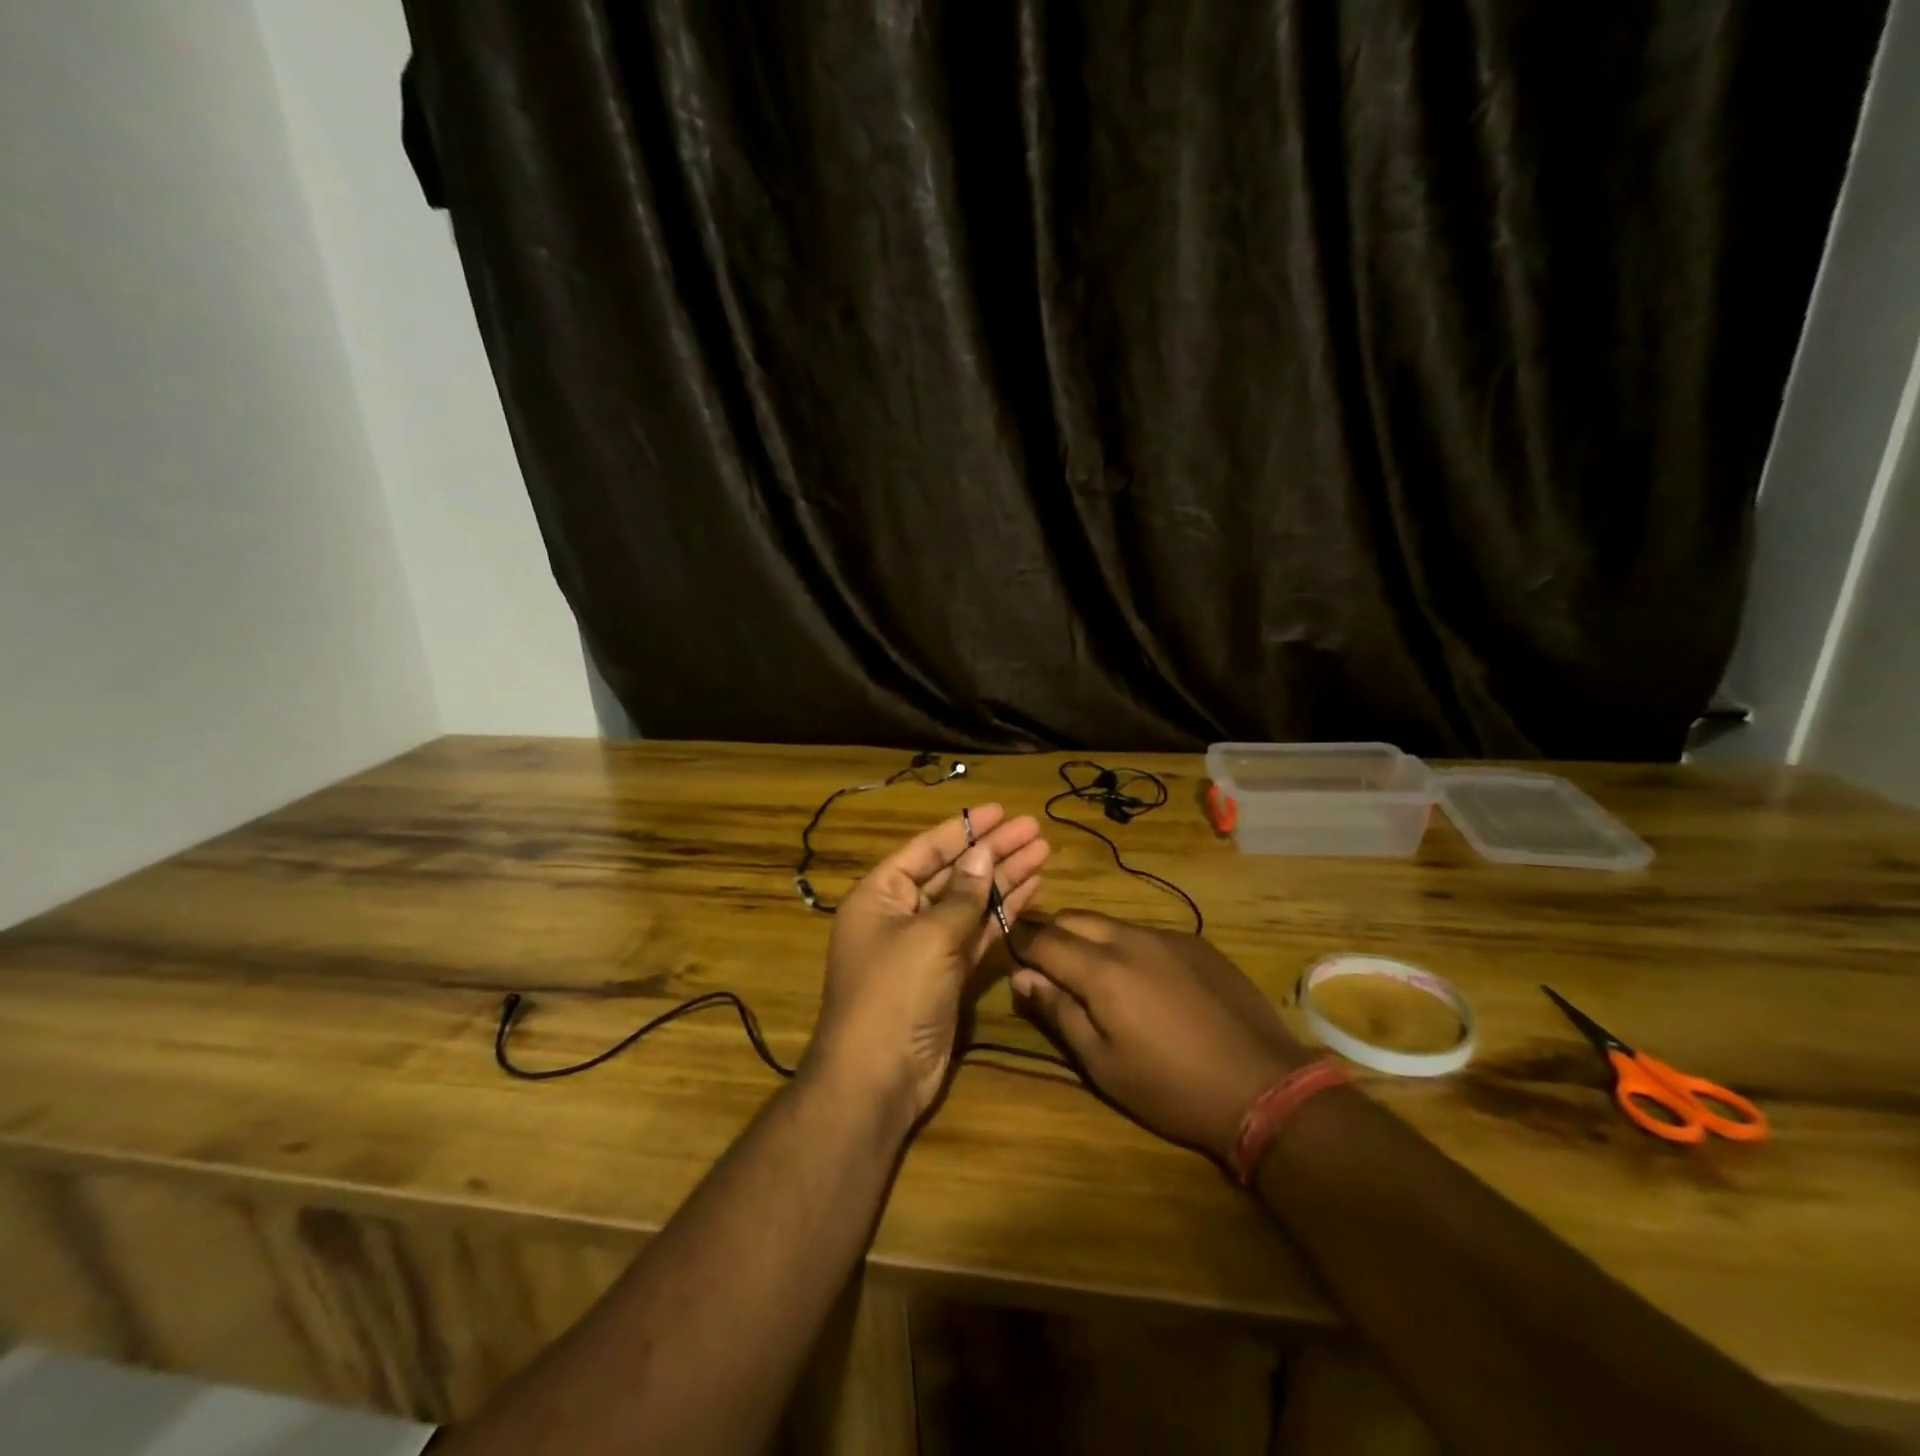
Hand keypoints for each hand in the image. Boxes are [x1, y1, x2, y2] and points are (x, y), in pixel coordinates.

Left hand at [808, 805, 1048, 1121]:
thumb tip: (983, 854)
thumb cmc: (894, 993)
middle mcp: (901, 914)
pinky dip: (1002, 914)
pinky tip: (1031, 891)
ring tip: (1043, 853)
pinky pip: (978, 934)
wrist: (878, 1078)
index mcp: (880, 895)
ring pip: (971, 902)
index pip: (927, 850)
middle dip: (993, 851)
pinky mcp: (948, 974)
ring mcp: (926, 946)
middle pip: (954, 873)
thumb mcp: (929, 936)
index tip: (1000, 810)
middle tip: (1034, 830)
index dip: (965, 828)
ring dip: (1004, 879)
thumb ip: (962, 896)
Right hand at [1012, 911, 1310, 1162]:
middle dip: (1052, 936)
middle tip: (1050, 970)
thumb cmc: (1170, 1088)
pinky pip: (1146, 933)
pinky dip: (1128, 947)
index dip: (1021, 947)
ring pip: (1110, 923)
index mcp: (1101, 970)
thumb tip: (1023, 977)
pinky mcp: (1196, 943)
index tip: (1015, 963)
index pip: (1042, 939)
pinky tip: (1145, 983)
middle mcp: (1130, 939)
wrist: (1263, 1086)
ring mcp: (1167, 936)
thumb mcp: (1102, 1063)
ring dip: (1090, 939)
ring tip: (1096, 976)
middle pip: (1073, 918)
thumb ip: (1059, 1012)